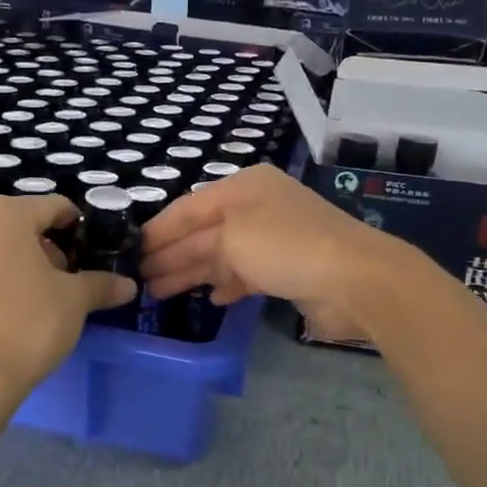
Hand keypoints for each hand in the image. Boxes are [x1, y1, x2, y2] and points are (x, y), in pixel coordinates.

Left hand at [0, 194, 136, 402]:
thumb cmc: (29, 323)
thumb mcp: (75, 301)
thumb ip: (100, 284)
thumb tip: (128, 285)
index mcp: (3, 215)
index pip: (52, 207)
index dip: (74, 227)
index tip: (87, 251)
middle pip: (14, 226)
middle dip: (40, 247)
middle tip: (61, 280)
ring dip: (8, 265)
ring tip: (28, 300)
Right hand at [141, 166, 410, 334]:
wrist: (355, 280)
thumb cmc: (286, 247)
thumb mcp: (233, 237)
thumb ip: (198, 245)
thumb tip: (177, 260)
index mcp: (244, 188)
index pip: (189, 207)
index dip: (159, 229)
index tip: (131, 250)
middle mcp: (257, 209)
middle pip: (203, 232)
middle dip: (171, 254)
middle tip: (138, 279)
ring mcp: (273, 240)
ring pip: (221, 256)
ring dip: (191, 273)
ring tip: (160, 293)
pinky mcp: (286, 270)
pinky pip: (245, 275)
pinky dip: (226, 285)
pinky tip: (210, 298)